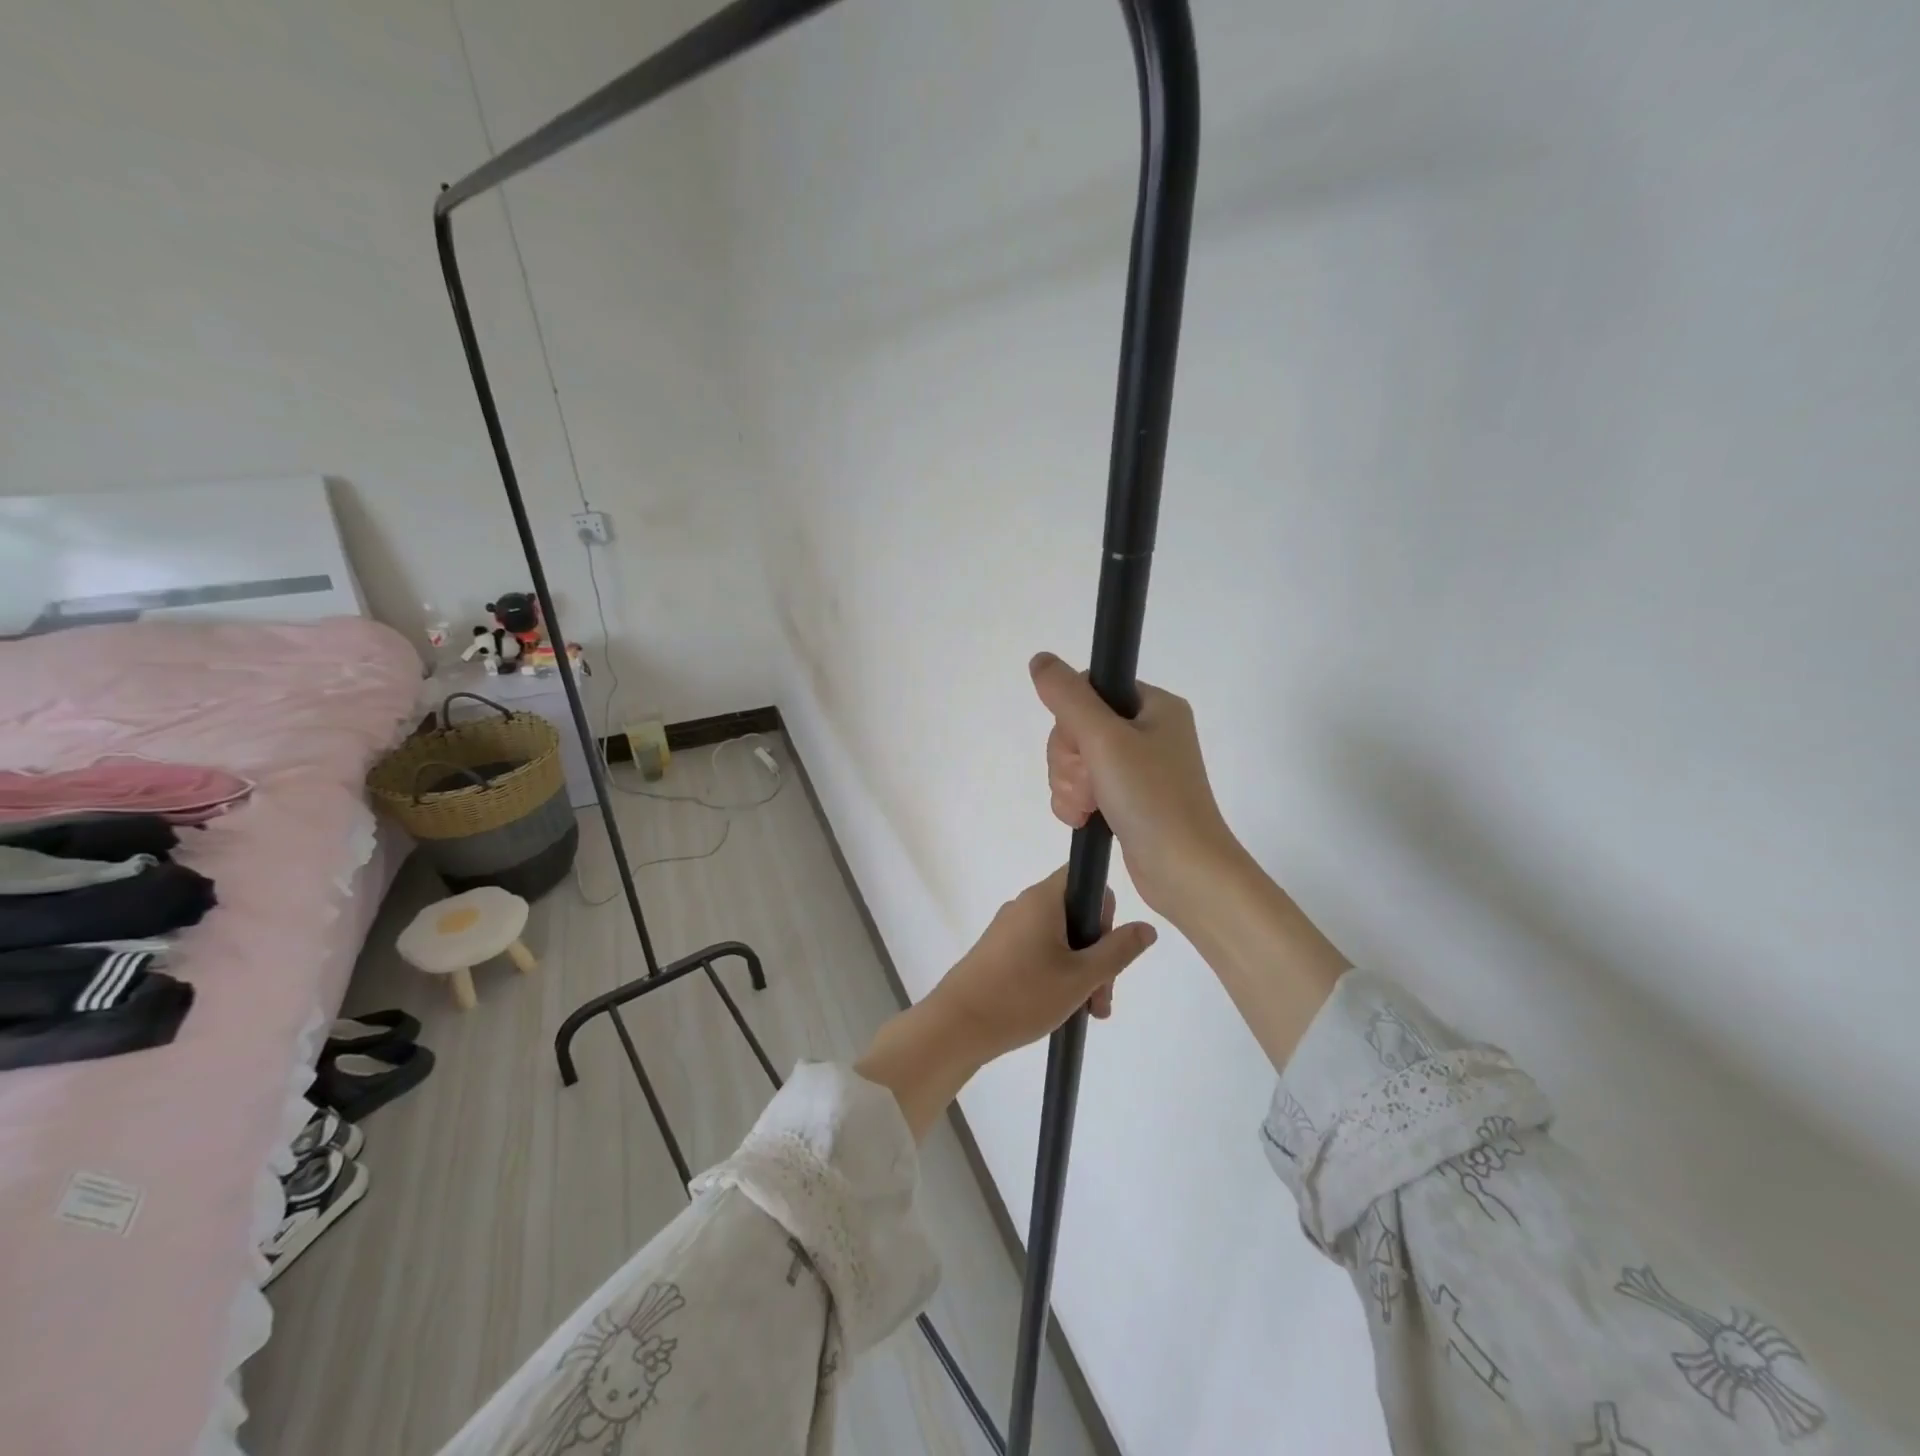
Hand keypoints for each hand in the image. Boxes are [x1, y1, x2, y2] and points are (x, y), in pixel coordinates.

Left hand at [855, 867, 1156, 1137]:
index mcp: (1043, 899)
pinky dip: (1058, 974)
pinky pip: (1040, 951)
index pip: (1084, 877)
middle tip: (1103, 996)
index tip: (1108, 944)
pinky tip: (1064, 1008)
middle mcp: (1025, 905)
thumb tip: (1147, 927)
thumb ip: (1119, 950)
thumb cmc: (1023, 995)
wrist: (958, 1026)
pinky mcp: (999, 951)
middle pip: (1076, 914)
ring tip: (1089, 1012)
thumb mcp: (1081, 977)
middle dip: (1098, 953)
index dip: (1105, 906)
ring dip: (1081, 970)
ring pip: (1060, 939)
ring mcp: (1009, 929)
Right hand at [1029, 651, 1241, 924]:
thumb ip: (1068, 697)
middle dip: (1070, 761)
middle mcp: (1148, 731)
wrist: (1184, 871)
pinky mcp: (1127, 799)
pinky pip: (1083, 787)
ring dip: (1070, 785)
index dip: (1071, 719)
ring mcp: (1138, 768)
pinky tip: (1085, 819)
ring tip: (1089, 808)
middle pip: (1077, 727)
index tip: (1084, 747)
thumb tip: (1040, 660)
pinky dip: (1076, 802)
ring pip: (1075, 760)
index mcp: (1154, 706)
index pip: (1089, 689)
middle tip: (1092, 784)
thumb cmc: (1152, 798)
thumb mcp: (1105, 740)